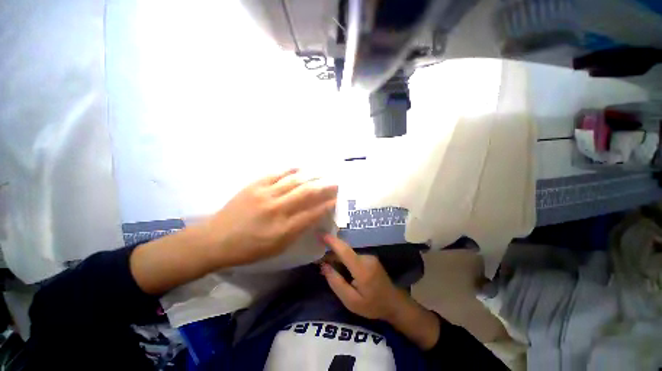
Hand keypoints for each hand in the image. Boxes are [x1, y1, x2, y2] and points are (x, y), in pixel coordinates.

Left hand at [201, 169, 337, 266]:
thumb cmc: (250, 248)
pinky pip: (277, 173)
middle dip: (324, 187)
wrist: (216, 239)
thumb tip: (313, 215)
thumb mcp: (278, 247)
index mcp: (284, 229)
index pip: (313, 213)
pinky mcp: (255, 185)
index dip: (327, 204)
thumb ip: (298, 230)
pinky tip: (300, 168)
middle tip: (334, 183)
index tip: (337, 199)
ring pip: (294, 181)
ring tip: (322, 173)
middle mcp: (278, 209)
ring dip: (311, 176)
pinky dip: (291, 170)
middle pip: (307, 193)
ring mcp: (265, 194)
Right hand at [320, 234, 408, 320]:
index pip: (345, 251)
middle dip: (331, 254)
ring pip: (348, 254)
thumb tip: (324, 266)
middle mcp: (366, 258)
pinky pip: (353, 256)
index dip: (332, 242)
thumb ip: (336, 283)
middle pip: (344, 252)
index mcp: (362, 269)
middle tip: (319, 262)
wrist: (394, 303)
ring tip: (329, 268)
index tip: (321, 235)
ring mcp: (369, 256)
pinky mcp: (370, 258)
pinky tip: (341, 270)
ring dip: (338, 258)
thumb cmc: (373, 305)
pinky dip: (345, 260)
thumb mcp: (351, 301)